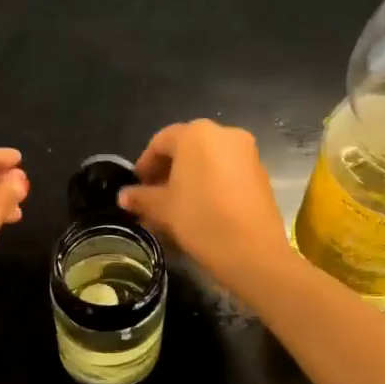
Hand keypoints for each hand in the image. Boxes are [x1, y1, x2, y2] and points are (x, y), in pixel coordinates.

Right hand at [117, 120, 291, 293]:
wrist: (253, 250)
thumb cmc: (201, 219)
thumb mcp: (163, 209)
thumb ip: (141, 197)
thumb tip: (123, 196)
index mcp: (196, 134)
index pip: (160, 142)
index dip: (144, 164)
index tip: (136, 187)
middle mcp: (224, 134)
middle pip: (186, 148)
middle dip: (167, 171)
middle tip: (153, 197)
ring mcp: (247, 152)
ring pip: (207, 160)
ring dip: (188, 178)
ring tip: (175, 206)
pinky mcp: (261, 172)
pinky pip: (226, 170)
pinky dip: (210, 183)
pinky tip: (201, 208)